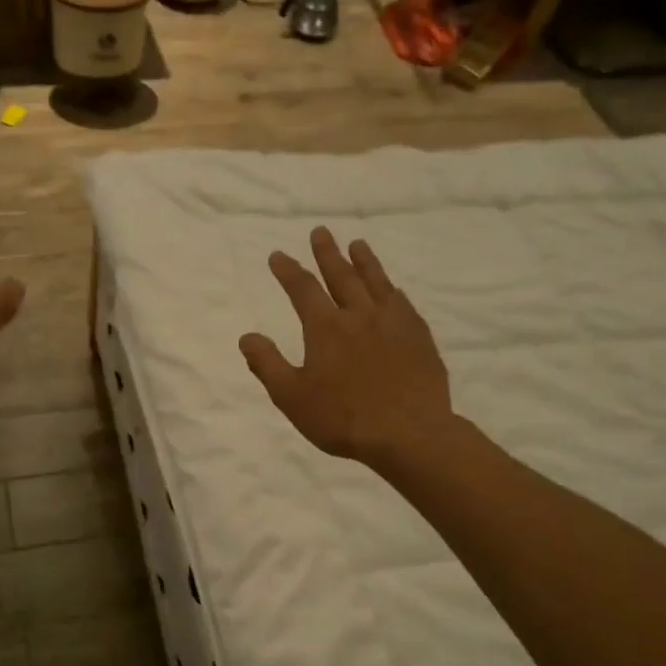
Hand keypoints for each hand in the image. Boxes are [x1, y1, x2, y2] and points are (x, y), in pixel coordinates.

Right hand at [240, 228, 452, 467]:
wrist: (408, 433)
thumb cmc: (342, 418)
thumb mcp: (292, 397)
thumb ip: (268, 364)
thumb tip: (247, 336)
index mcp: (325, 328)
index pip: (302, 289)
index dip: (288, 270)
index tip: (277, 255)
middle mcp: (359, 315)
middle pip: (341, 276)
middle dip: (327, 253)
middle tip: (320, 232)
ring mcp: (393, 323)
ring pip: (376, 282)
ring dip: (364, 261)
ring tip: (357, 244)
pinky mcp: (418, 336)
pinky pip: (402, 302)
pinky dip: (391, 289)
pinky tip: (392, 288)